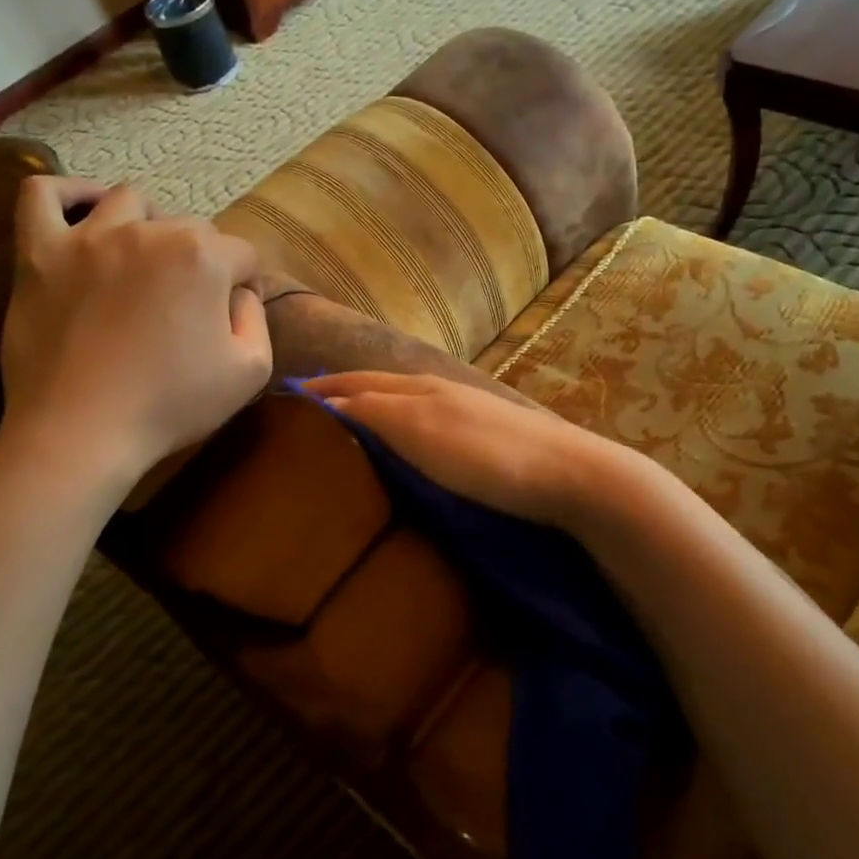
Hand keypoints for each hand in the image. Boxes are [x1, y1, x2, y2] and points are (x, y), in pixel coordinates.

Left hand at [0, 177, 271, 477]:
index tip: (230, 319)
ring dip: (147, 227)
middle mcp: (148, 232)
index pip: (242, 255)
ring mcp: (87, 237)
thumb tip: (240, 292)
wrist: (82, 433)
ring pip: (128, 203)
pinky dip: (67, 194)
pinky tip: (83, 214)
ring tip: (142, 264)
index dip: (244, 287)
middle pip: (189, 228)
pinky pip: (42, 195)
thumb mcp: (250, 372)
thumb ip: (256, 318)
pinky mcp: (38, 253)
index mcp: (202, 258)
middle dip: (199, 262)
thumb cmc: (171, 406)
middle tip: (186, 308)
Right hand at [298, 371, 640, 529]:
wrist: (570, 476)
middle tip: (308, 414)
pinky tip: (403, 449)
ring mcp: (465, 414)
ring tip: (345, 431)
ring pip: (403, 405)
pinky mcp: (485, 440)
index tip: (287, 400)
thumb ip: (374, 413)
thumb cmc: (488, 456)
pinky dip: (399, 430)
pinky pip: (426, 426)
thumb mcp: (421, 431)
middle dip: (342, 395)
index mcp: (419, 388)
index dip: (322, 390)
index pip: (357, 382)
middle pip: (379, 388)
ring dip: (370, 412)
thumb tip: (328, 405)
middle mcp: (439, 392)